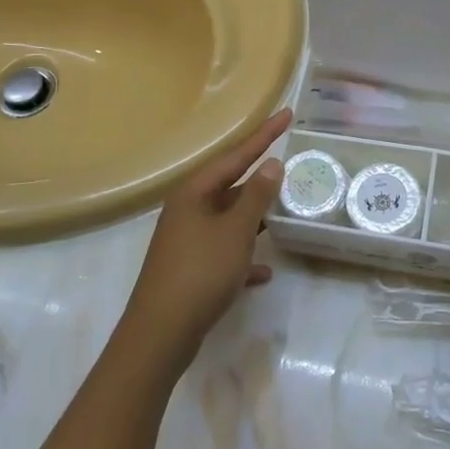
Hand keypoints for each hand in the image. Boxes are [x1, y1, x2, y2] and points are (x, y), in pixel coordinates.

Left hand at [124, 109, 289, 359]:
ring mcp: (187, 239)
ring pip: (228, 218)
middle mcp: (188, 209)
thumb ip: (256, 196)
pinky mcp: (190, 268)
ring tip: (285, 210)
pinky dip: (243, 256)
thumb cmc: (200, 273)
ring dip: (255, 216)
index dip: (264, 134)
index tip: (288, 113)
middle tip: (290, 163)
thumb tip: (271, 164)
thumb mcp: (235, 231)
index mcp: (195, 192)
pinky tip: (264, 270)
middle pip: (230, 184)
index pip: (237, 154)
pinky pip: (223, 252)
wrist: (160, 335)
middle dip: (260, 177)